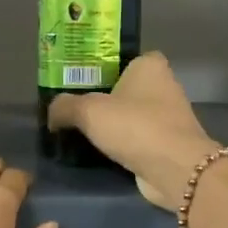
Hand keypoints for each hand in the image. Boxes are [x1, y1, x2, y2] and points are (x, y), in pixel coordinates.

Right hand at [46, 53, 220, 209]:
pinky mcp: (169, 144)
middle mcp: (165, 86)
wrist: (175, 168)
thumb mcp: (88, 111)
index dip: (102, 69)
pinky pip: (139, 139)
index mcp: (150, 65)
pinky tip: (104, 153)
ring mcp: (170, 117)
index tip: (80, 83)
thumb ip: (64, 106)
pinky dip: (125, 145)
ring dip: (115, 125)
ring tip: (84, 133)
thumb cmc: (134, 126)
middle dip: (105, 99)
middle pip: (126, 89)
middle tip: (75, 110)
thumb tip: (52, 114)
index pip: (123, 59)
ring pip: (133, 115)